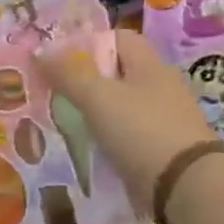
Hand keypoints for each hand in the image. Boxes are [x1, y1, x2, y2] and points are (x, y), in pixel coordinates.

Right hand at [36, 31, 216, 203]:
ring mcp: (164, 118)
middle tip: (52, 90)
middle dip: (85, 78)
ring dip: (95, 109)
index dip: (88, 42)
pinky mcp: (162, 147)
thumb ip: (67, 74)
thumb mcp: (97, 97)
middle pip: (118, 72)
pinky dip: (107, 135)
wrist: (184, 186)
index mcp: (150, 64)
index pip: (119, 38)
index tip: (59, 59)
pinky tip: (88, 145)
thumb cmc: (140, 130)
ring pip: (121, 104)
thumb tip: (39, 52)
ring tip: (63, 118)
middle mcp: (160, 86)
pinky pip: (127, 132)